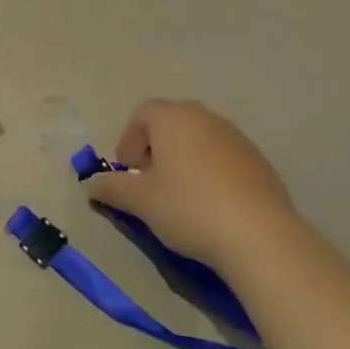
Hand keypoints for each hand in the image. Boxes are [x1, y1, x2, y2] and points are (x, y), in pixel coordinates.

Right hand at [84, 100, 299, 272]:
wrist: (259, 234)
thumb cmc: (188, 207)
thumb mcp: (140, 201)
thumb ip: (111, 188)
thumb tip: (90, 184)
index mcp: (173, 118)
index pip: (142, 113)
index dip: (129, 140)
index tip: (128, 172)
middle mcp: (205, 117)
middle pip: (171, 122)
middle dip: (155, 146)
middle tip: (150, 181)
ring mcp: (236, 137)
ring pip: (199, 138)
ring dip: (183, 158)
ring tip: (180, 194)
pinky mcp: (259, 160)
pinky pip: (223, 156)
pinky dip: (210, 171)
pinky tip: (211, 204)